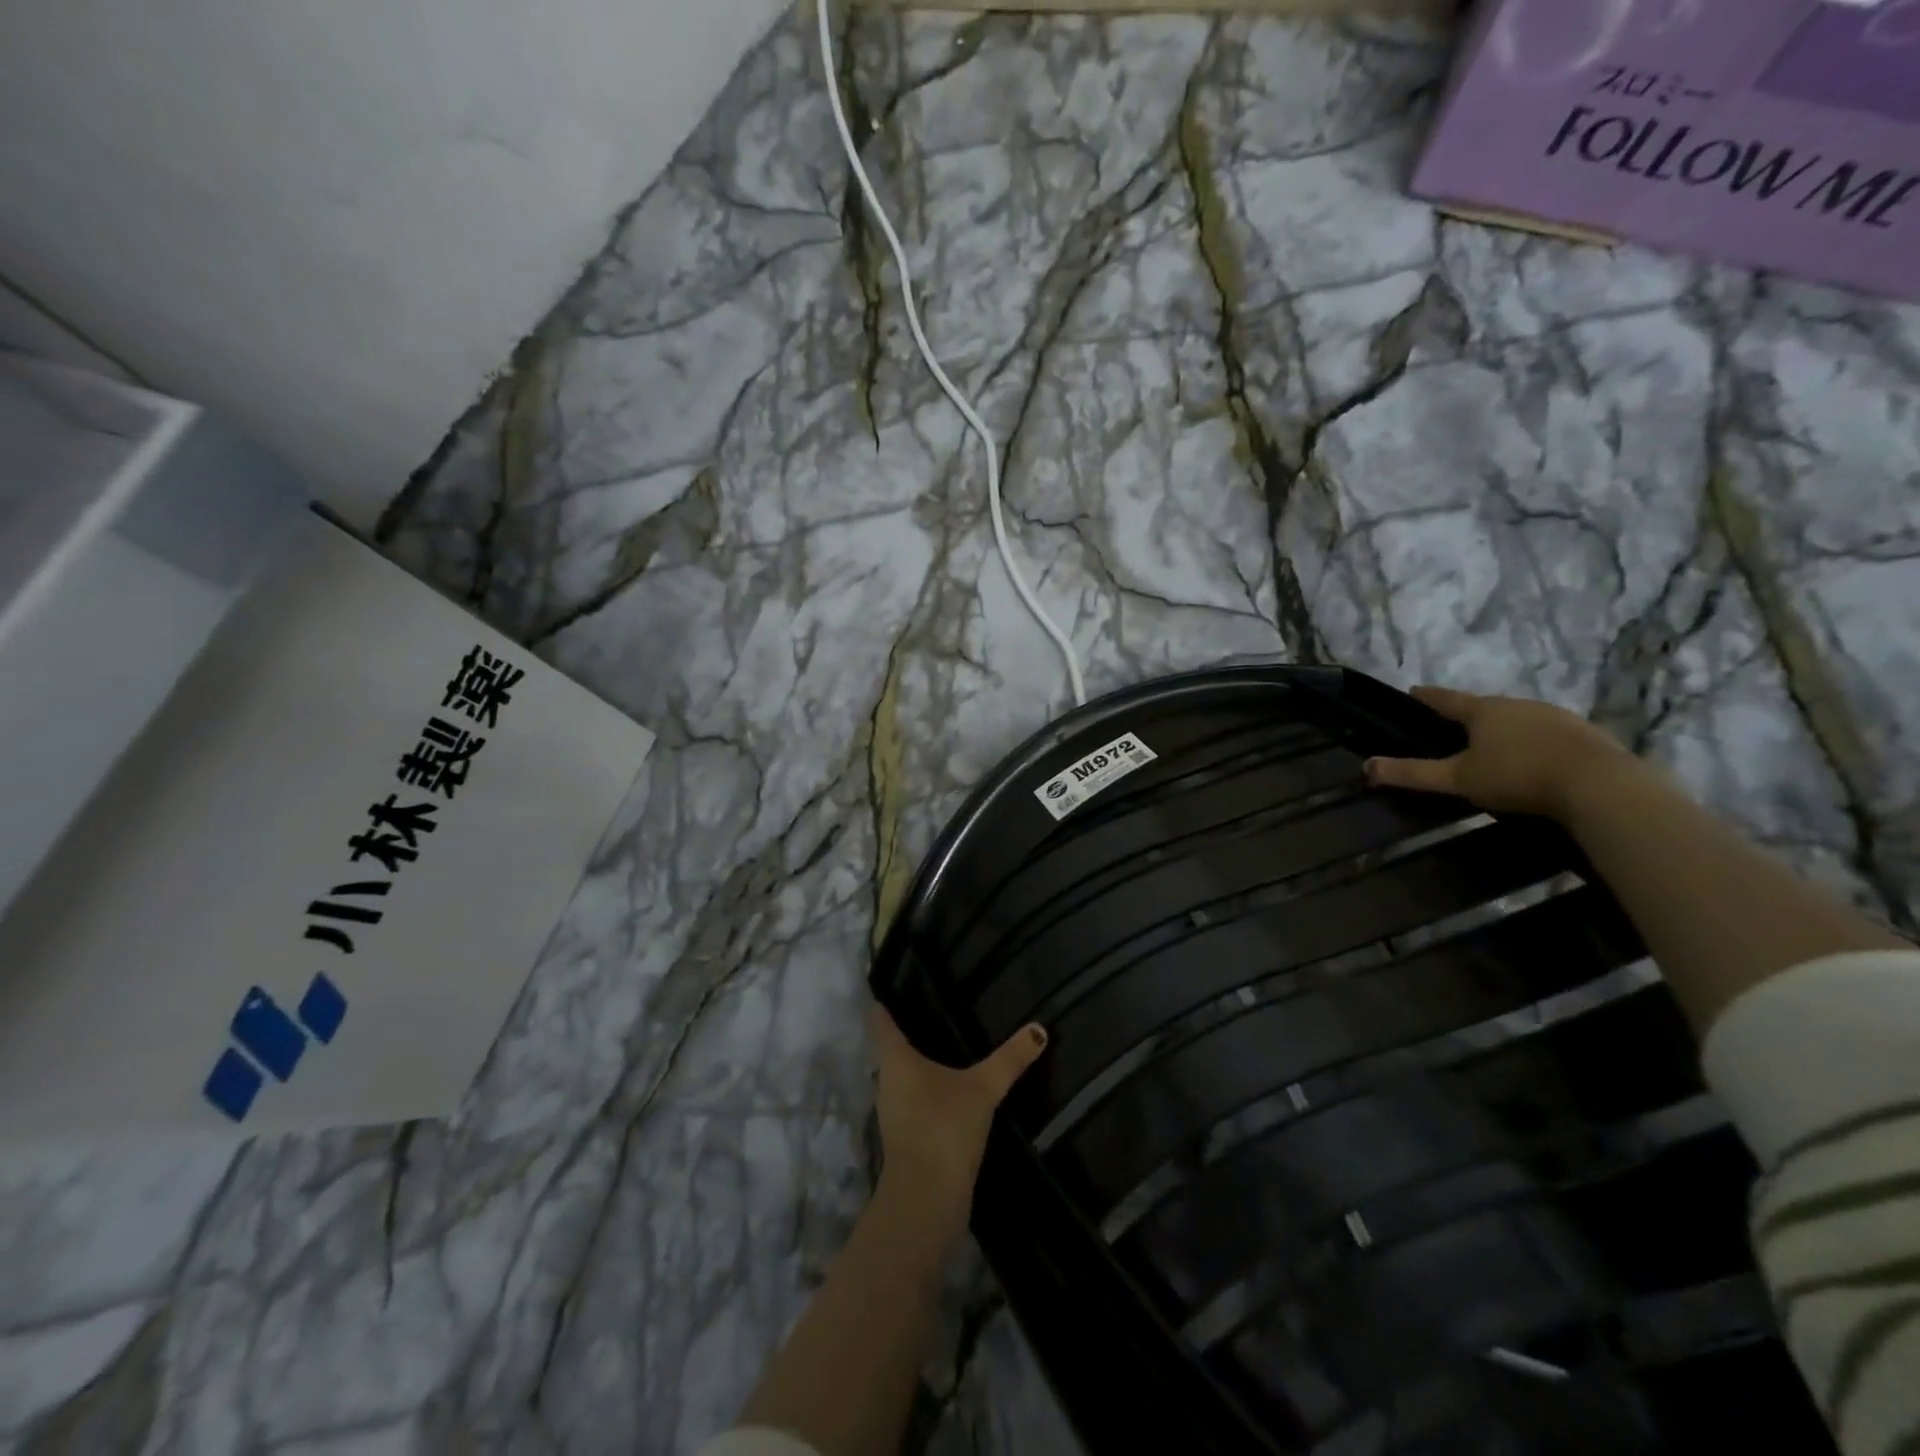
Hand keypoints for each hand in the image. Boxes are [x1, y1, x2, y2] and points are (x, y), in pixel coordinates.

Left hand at [870, 1006, 1047, 1220]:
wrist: (926, 1200)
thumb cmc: (944, 1128)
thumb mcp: (983, 1089)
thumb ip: (1009, 1059)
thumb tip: (1039, 1028)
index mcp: (895, 1059)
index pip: (881, 1020)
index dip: (885, 999)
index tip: (895, 981)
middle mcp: (887, 1080)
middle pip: (891, 1047)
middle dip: (909, 1027)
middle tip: (932, 1003)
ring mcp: (894, 1111)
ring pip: (903, 1074)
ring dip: (919, 1060)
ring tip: (945, 1038)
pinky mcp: (906, 1136)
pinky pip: (915, 1099)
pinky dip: (928, 1088)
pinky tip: (950, 1085)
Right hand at [1364, 686, 1634, 820]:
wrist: (1601, 786)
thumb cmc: (1517, 776)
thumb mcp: (1458, 779)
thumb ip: (1413, 774)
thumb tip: (1366, 767)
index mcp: (1483, 711)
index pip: (1445, 698)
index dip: (1426, 697)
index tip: (1412, 692)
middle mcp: (1518, 705)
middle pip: (1484, 706)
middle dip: (1467, 716)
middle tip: (1451, 729)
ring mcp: (1555, 717)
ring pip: (1518, 718)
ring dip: (1503, 729)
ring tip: (1492, 747)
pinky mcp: (1584, 734)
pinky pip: (1547, 733)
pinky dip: (1532, 742)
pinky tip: (1533, 760)